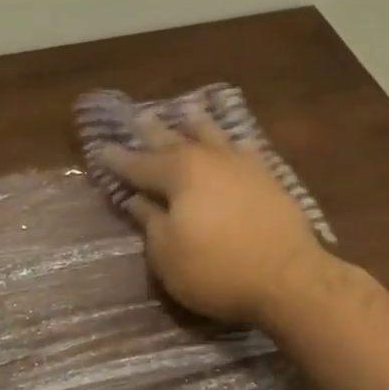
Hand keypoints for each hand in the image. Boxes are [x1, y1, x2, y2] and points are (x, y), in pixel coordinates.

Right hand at [98, 109, 333, 325]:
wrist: (288, 278)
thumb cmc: (216, 269)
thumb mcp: (168, 253)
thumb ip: (150, 222)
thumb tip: (137, 201)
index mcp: (179, 174)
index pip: (139, 165)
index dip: (118, 160)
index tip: (101, 149)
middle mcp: (210, 160)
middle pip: (175, 141)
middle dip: (154, 132)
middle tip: (138, 117)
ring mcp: (243, 166)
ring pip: (214, 137)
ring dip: (197, 125)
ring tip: (187, 111)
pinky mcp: (270, 180)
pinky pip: (245, 150)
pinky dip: (233, 143)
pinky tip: (234, 142)